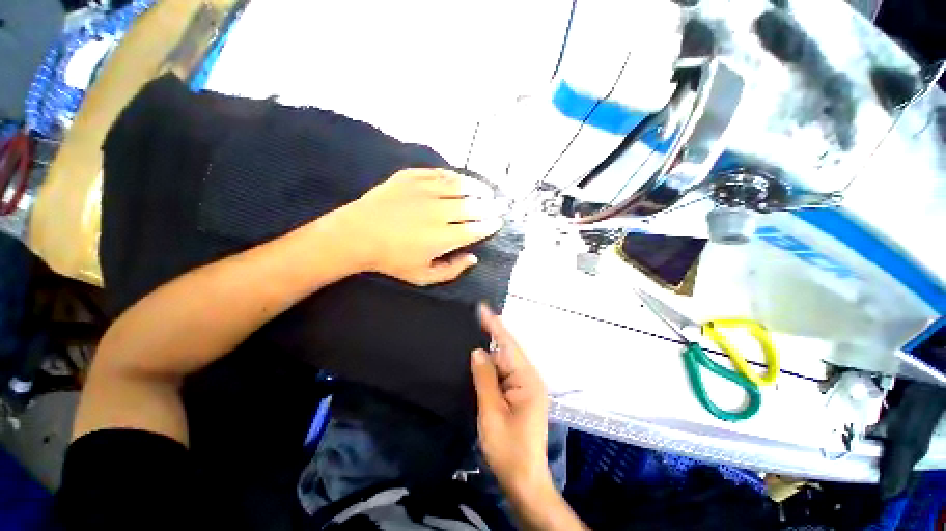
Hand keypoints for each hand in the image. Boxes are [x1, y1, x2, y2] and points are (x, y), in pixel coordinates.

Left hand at [331, 168, 502, 285]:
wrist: (357, 233)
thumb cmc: (389, 259)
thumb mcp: (420, 277)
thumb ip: (450, 271)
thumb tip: (473, 258)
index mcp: (442, 237)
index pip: (476, 228)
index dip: (491, 224)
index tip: (498, 221)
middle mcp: (438, 211)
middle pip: (473, 205)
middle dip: (490, 206)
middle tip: (500, 205)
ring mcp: (424, 190)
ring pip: (459, 185)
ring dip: (477, 188)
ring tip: (486, 190)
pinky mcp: (411, 176)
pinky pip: (439, 173)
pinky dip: (453, 176)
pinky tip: (459, 179)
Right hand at [470, 303, 550, 495]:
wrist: (522, 475)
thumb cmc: (507, 446)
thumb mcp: (491, 412)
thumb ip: (485, 380)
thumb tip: (479, 351)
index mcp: (528, 381)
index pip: (509, 347)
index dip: (495, 326)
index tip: (482, 307)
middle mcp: (531, 383)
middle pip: (509, 354)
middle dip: (492, 337)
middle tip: (470, 320)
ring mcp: (527, 394)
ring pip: (507, 367)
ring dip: (491, 354)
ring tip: (472, 336)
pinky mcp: (520, 404)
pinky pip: (505, 380)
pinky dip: (492, 371)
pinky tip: (480, 365)